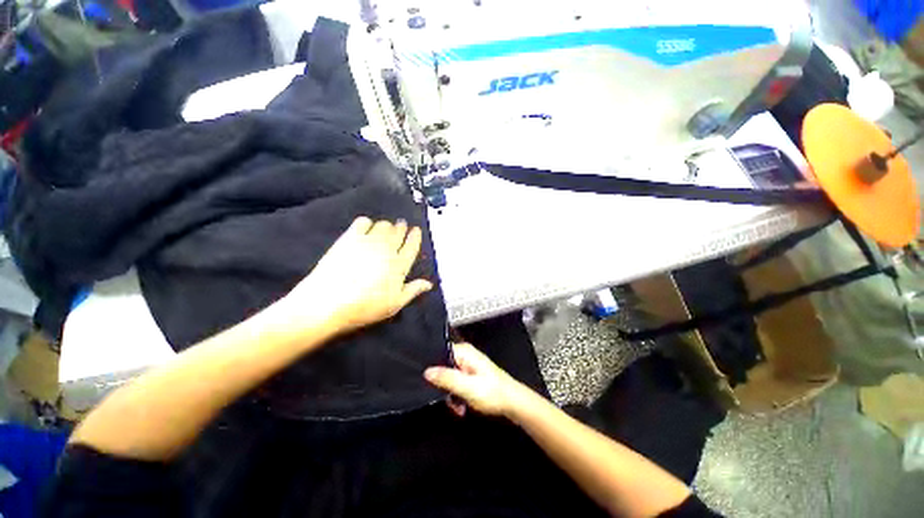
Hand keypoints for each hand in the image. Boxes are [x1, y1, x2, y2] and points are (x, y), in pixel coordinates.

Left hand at [278, 217, 432, 336]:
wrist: (328, 302)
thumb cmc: (365, 307)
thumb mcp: (394, 304)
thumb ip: (413, 291)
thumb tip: (429, 284)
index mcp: (399, 265)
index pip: (412, 246)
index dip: (415, 236)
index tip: (416, 229)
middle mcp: (387, 249)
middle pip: (398, 232)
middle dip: (402, 227)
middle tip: (401, 226)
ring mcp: (368, 241)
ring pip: (383, 225)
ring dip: (387, 226)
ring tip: (385, 229)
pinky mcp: (349, 238)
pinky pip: (362, 222)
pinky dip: (367, 222)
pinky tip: (366, 228)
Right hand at [424, 343, 532, 417]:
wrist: (513, 403)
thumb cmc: (493, 393)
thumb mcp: (467, 387)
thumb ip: (446, 378)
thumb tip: (427, 372)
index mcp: (464, 352)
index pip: (440, 352)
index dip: (433, 367)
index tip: (430, 384)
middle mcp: (465, 355)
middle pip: (443, 367)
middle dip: (444, 386)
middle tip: (450, 400)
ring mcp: (469, 365)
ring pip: (449, 378)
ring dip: (451, 394)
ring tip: (459, 406)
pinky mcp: (471, 375)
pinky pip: (456, 383)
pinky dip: (457, 395)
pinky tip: (462, 405)